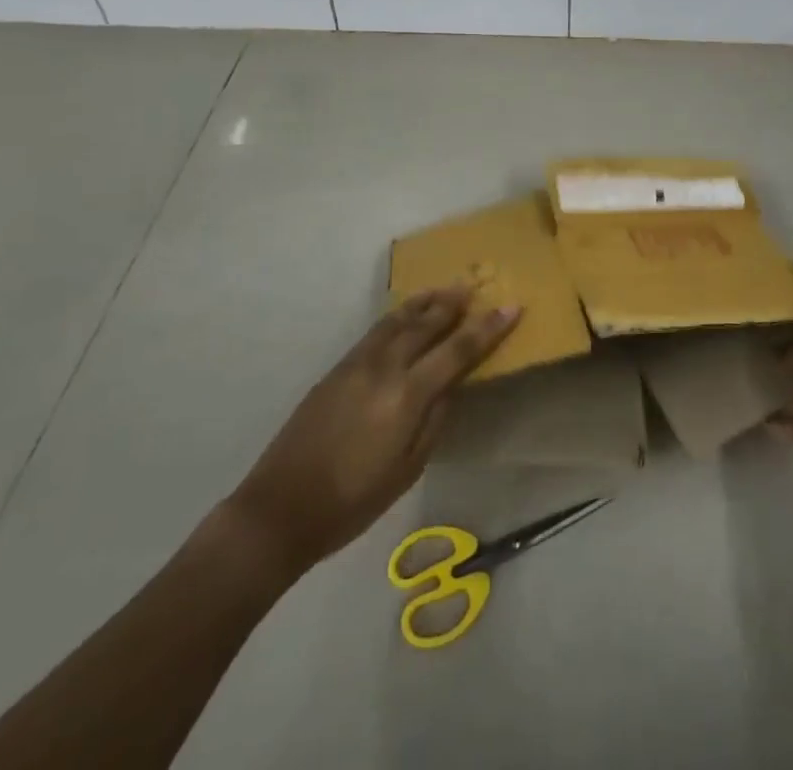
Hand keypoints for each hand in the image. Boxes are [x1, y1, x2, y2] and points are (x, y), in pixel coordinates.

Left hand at [227, 287, 519, 573]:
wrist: (281, 507)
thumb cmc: (353, 501)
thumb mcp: (408, 468)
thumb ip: (434, 420)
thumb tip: (450, 385)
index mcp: (407, 396)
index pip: (457, 351)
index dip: (487, 328)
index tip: (512, 307)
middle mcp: (384, 368)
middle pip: (426, 324)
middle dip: (453, 303)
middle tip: (474, 284)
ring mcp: (356, 364)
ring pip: (397, 320)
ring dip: (423, 302)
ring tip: (442, 289)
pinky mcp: (336, 368)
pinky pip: (375, 331)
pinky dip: (396, 316)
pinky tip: (403, 315)